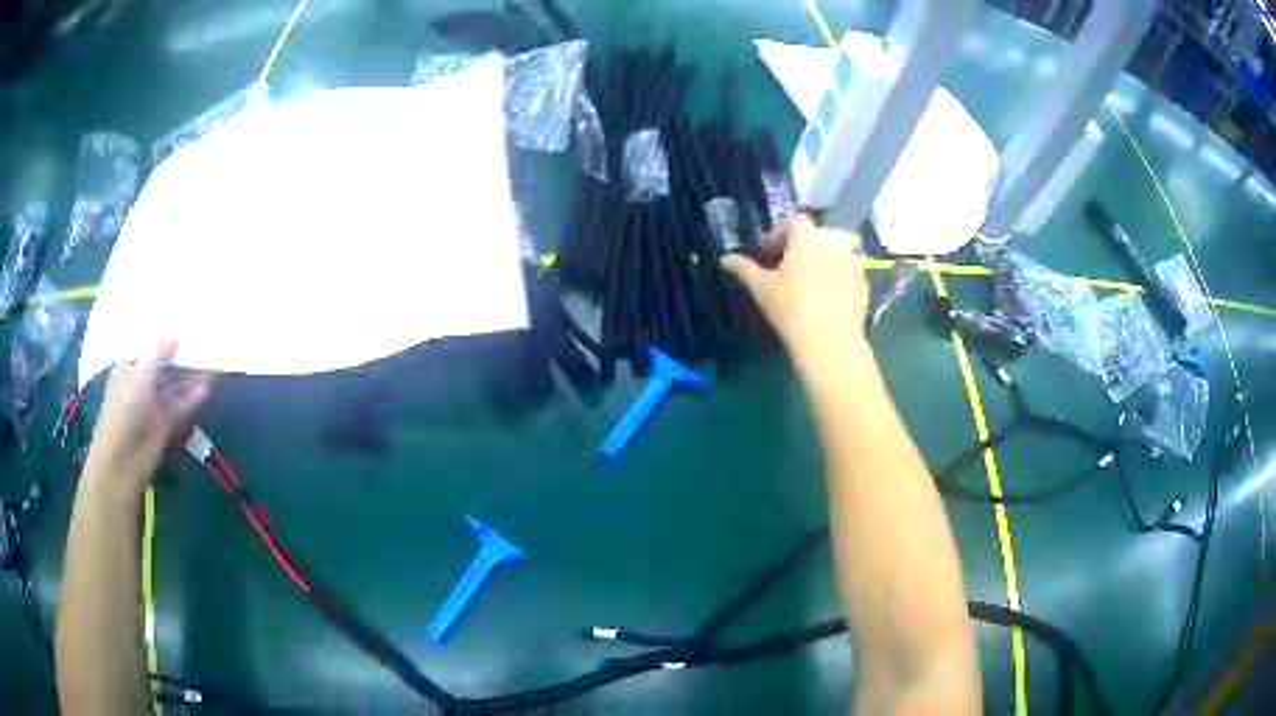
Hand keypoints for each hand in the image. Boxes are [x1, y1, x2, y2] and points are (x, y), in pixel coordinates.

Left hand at [84, 341, 210, 493]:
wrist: (123, 461)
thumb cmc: (124, 410)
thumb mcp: (141, 374)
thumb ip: (159, 353)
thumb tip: (176, 332)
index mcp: (130, 365)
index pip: (149, 345)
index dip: (165, 334)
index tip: (184, 320)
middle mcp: (142, 381)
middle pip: (165, 364)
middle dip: (182, 354)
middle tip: (205, 338)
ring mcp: (153, 403)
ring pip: (175, 385)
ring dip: (191, 376)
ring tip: (213, 361)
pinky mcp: (164, 422)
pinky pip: (180, 405)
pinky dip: (192, 397)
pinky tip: (208, 387)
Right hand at [721, 215, 869, 364]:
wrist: (830, 341)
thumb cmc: (791, 309)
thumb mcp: (761, 287)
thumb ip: (743, 268)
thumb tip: (724, 259)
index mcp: (808, 236)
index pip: (793, 221)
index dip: (779, 234)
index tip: (768, 255)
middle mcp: (834, 241)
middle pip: (817, 233)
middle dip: (802, 244)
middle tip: (789, 267)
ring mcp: (854, 259)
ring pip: (839, 247)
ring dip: (826, 254)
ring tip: (814, 276)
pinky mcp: (864, 280)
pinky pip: (850, 268)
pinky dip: (840, 273)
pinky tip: (829, 294)